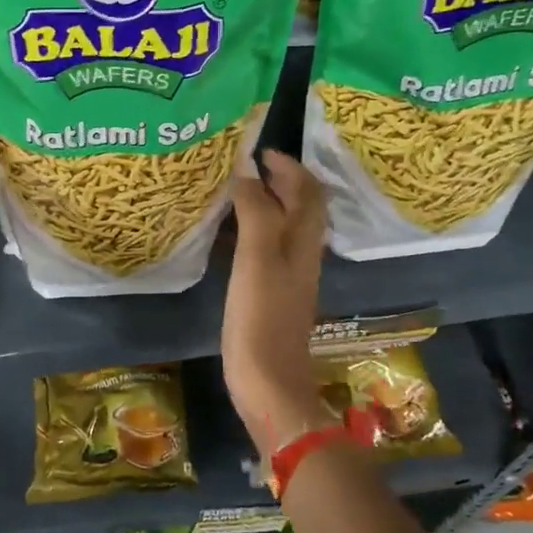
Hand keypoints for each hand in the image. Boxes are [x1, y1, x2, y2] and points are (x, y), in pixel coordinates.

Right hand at [222, 150, 333, 456]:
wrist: (269, 382)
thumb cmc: (261, 319)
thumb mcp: (257, 259)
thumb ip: (255, 211)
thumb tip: (246, 170)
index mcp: (303, 241)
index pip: (308, 191)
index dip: (289, 166)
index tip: (257, 150)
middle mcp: (301, 253)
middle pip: (298, 206)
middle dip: (276, 180)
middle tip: (240, 166)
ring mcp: (287, 275)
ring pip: (281, 227)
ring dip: (262, 203)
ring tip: (228, 192)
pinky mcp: (271, 293)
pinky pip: (264, 248)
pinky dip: (249, 230)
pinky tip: (224, 235)